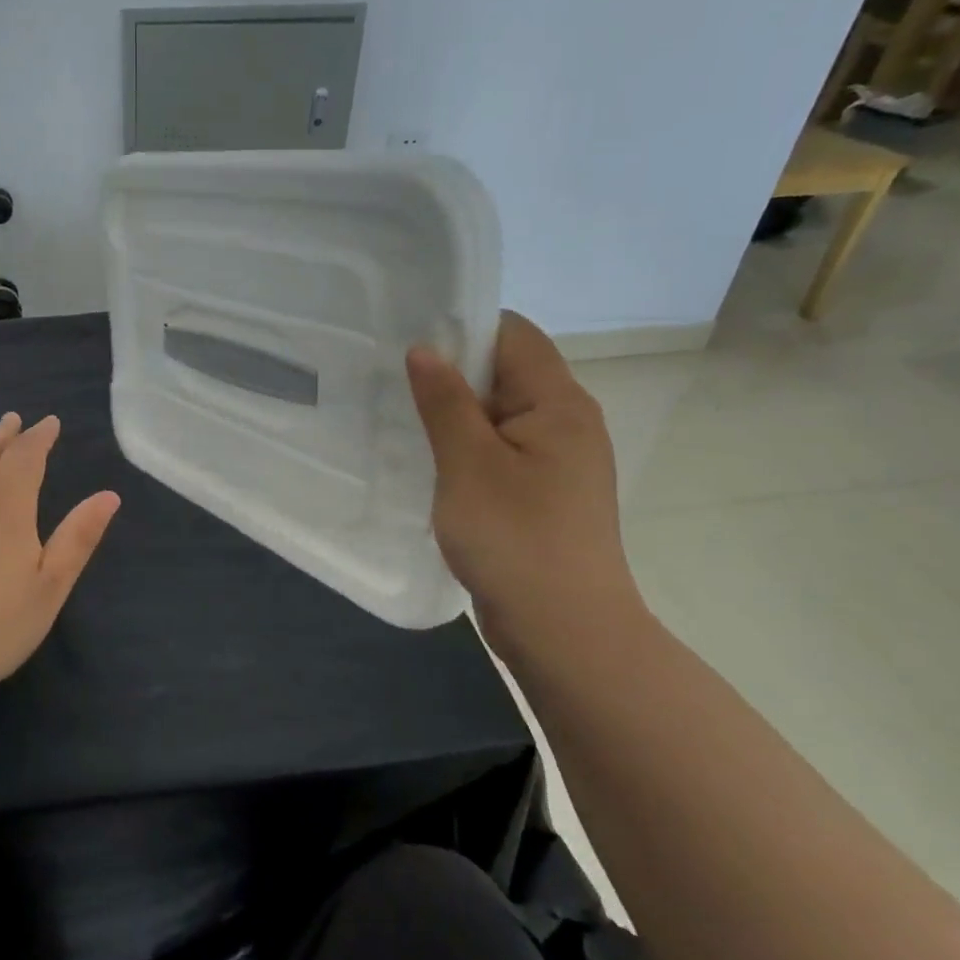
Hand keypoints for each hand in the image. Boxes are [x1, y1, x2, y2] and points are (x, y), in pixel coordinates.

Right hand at [406, 313, 642, 659]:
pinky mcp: (542, 494)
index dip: (464, 328)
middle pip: (507, 373)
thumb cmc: (516, 538)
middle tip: (392, 380)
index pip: (514, 335)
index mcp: (559, 403)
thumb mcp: (468, 464)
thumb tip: (425, 349)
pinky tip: (430, 462)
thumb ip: (445, 402)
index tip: (409, 340)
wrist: (565, 631)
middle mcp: (566, 423)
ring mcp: (557, 462)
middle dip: (452, 373)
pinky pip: (500, 452)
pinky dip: (466, 449)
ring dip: (455, 415)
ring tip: (402, 418)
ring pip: (500, 416)